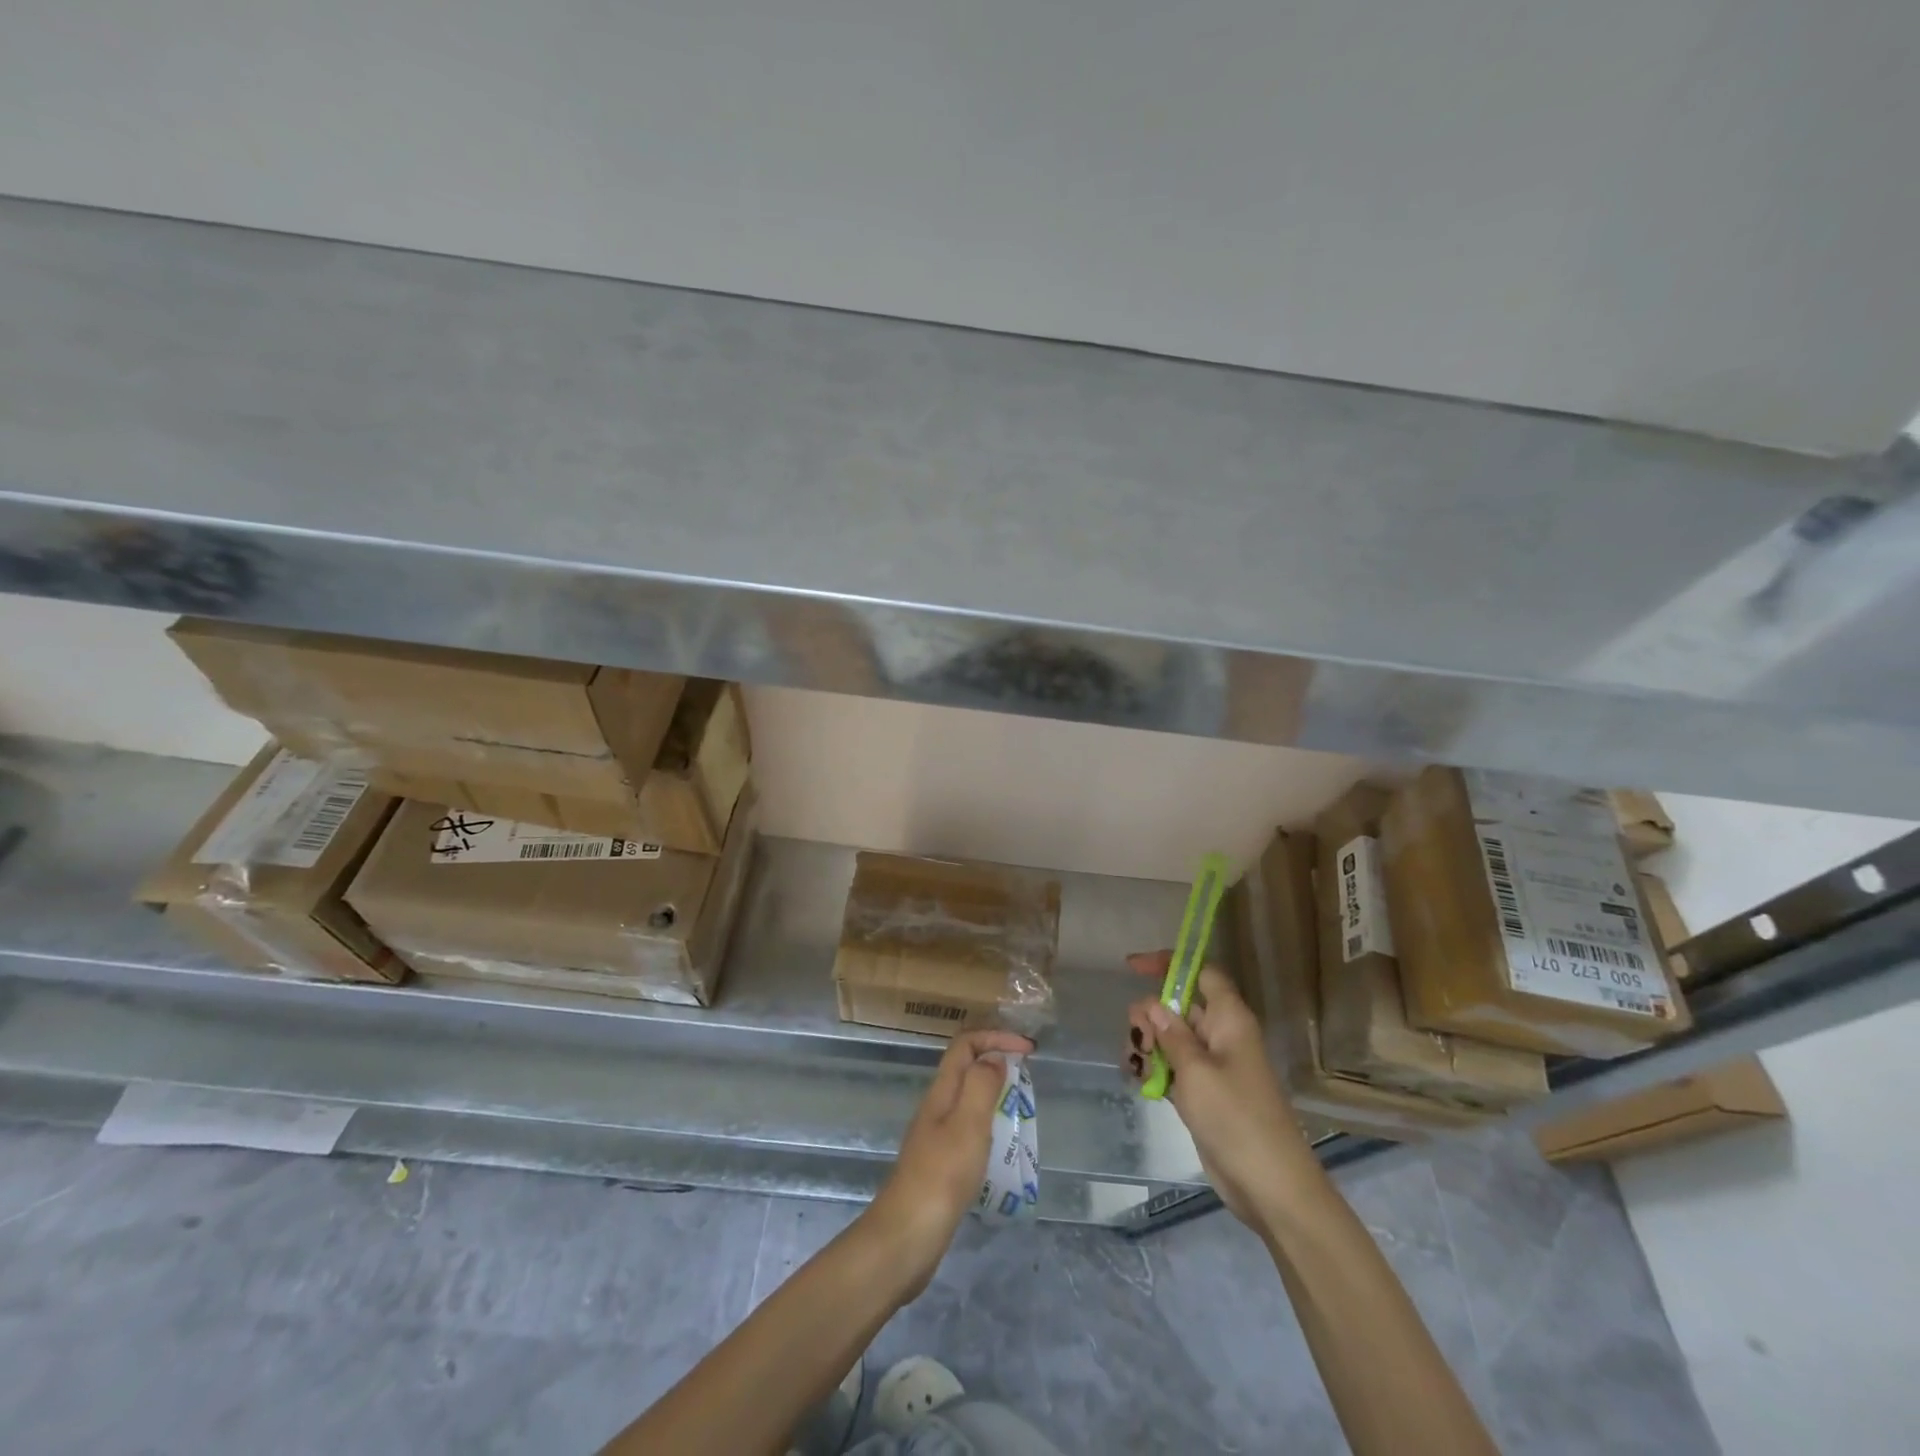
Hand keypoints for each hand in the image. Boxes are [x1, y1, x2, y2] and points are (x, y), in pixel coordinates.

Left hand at [864, 1028, 1033, 1294]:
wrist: (906, 1238)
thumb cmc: (941, 1177)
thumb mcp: (967, 1125)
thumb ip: (981, 1085)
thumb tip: (994, 1057)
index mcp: (942, 1092)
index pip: (965, 1045)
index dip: (995, 1037)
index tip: (1028, 1049)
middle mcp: (937, 1107)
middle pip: (965, 1067)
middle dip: (996, 1059)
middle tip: (1029, 1074)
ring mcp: (936, 1136)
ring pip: (967, 1097)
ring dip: (994, 1091)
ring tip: (1022, 1106)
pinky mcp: (940, 1163)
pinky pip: (968, 1127)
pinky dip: (989, 1122)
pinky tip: (1003, 1145)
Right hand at [1124, 952, 1310, 1227]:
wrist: (1269, 1186)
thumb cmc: (1236, 1118)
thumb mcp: (1196, 1071)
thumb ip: (1170, 1034)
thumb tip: (1152, 1004)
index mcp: (1229, 1019)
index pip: (1201, 973)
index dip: (1169, 963)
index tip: (1132, 967)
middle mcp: (1221, 1035)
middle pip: (1179, 1006)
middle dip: (1150, 1015)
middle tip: (1136, 1040)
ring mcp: (1213, 1066)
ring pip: (1171, 1037)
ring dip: (1148, 1045)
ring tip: (1135, 1067)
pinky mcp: (1205, 1093)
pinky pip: (1173, 1066)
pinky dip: (1155, 1069)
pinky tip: (1140, 1082)